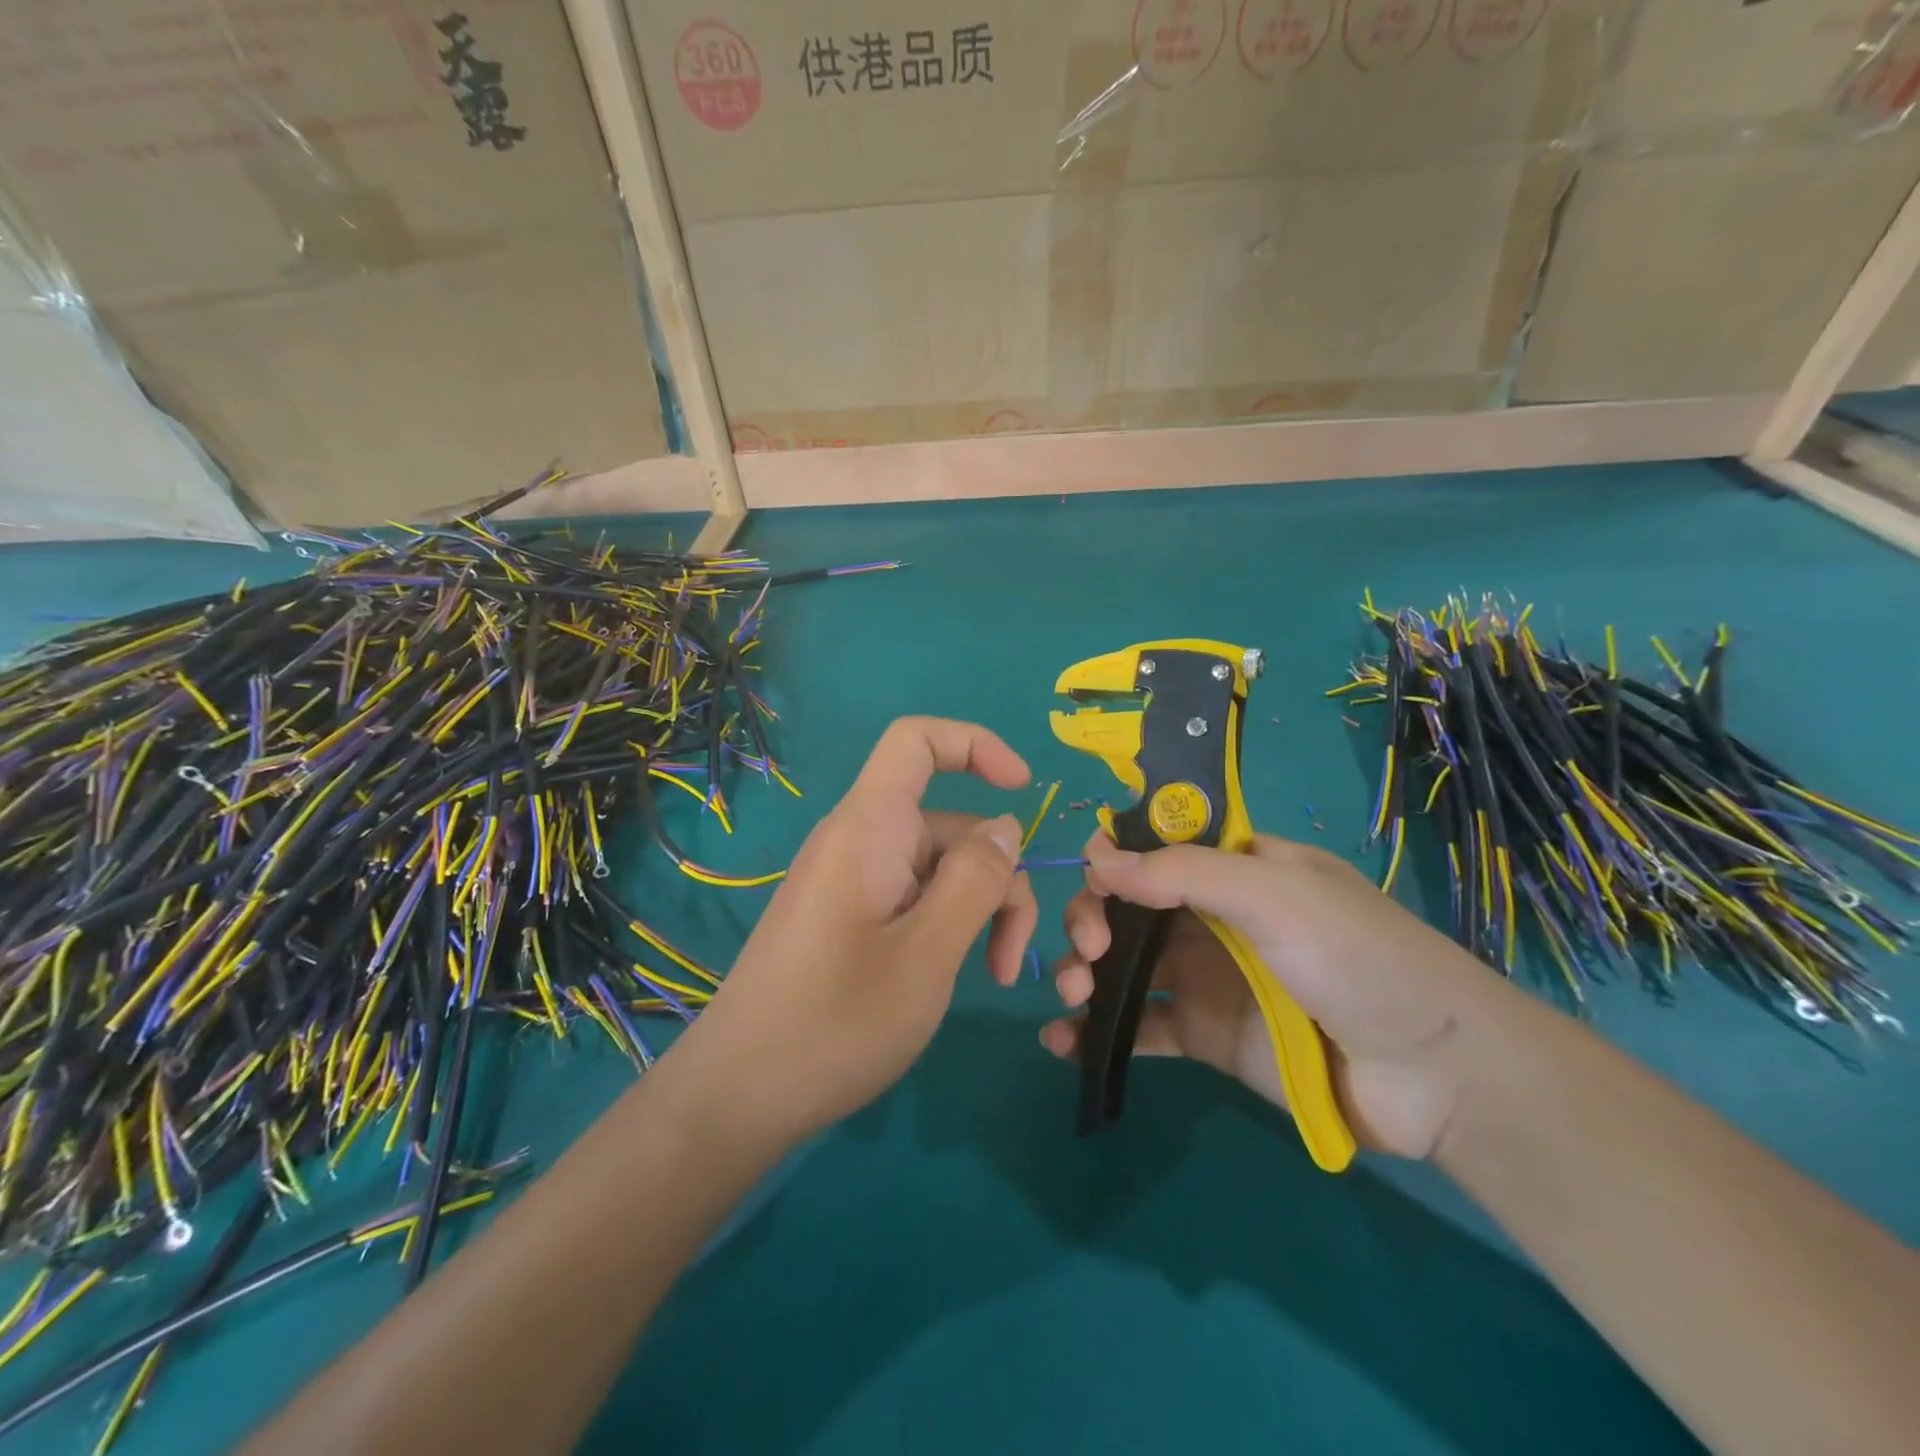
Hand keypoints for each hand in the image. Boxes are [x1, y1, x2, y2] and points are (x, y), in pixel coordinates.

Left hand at [676, 718, 1039, 1143]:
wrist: (738, 1096)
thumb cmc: (835, 1022)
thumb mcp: (927, 952)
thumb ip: (976, 879)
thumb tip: (1005, 827)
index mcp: (869, 827)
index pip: (917, 740)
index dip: (975, 745)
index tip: (1024, 790)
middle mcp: (859, 841)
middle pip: (948, 823)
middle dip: (997, 876)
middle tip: (1012, 959)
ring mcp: (852, 881)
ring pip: (938, 867)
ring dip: (979, 910)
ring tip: (994, 976)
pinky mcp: (849, 917)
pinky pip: (913, 896)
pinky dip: (948, 925)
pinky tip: (955, 974)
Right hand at [1043, 833, 1515, 1159]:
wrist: (1433, 1075)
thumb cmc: (1355, 957)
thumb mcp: (1274, 893)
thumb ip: (1184, 872)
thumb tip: (1096, 858)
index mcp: (1232, 867)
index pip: (1153, 846)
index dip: (1113, 855)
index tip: (1094, 878)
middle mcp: (1210, 915)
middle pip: (1126, 904)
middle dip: (1091, 918)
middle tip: (1089, 950)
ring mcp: (1204, 976)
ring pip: (1122, 963)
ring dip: (1081, 971)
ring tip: (1071, 994)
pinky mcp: (1203, 1034)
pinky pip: (1138, 1026)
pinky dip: (1096, 1032)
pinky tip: (1061, 1041)